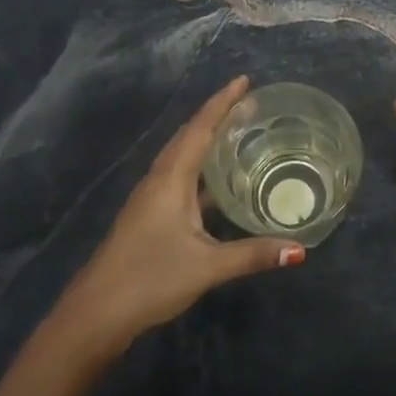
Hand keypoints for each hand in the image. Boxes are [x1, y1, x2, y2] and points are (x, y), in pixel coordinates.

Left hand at [59, 76, 305, 353]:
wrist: (95, 314)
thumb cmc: (149, 279)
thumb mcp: (207, 266)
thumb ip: (253, 254)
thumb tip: (300, 249)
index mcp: (170, 179)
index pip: (199, 129)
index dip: (222, 103)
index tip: (244, 81)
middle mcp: (159, 180)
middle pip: (189, 136)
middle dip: (218, 115)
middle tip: (250, 102)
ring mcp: (152, 199)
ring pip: (183, 157)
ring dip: (208, 139)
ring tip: (238, 131)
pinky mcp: (150, 217)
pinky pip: (181, 178)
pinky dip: (203, 169)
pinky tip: (220, 182)